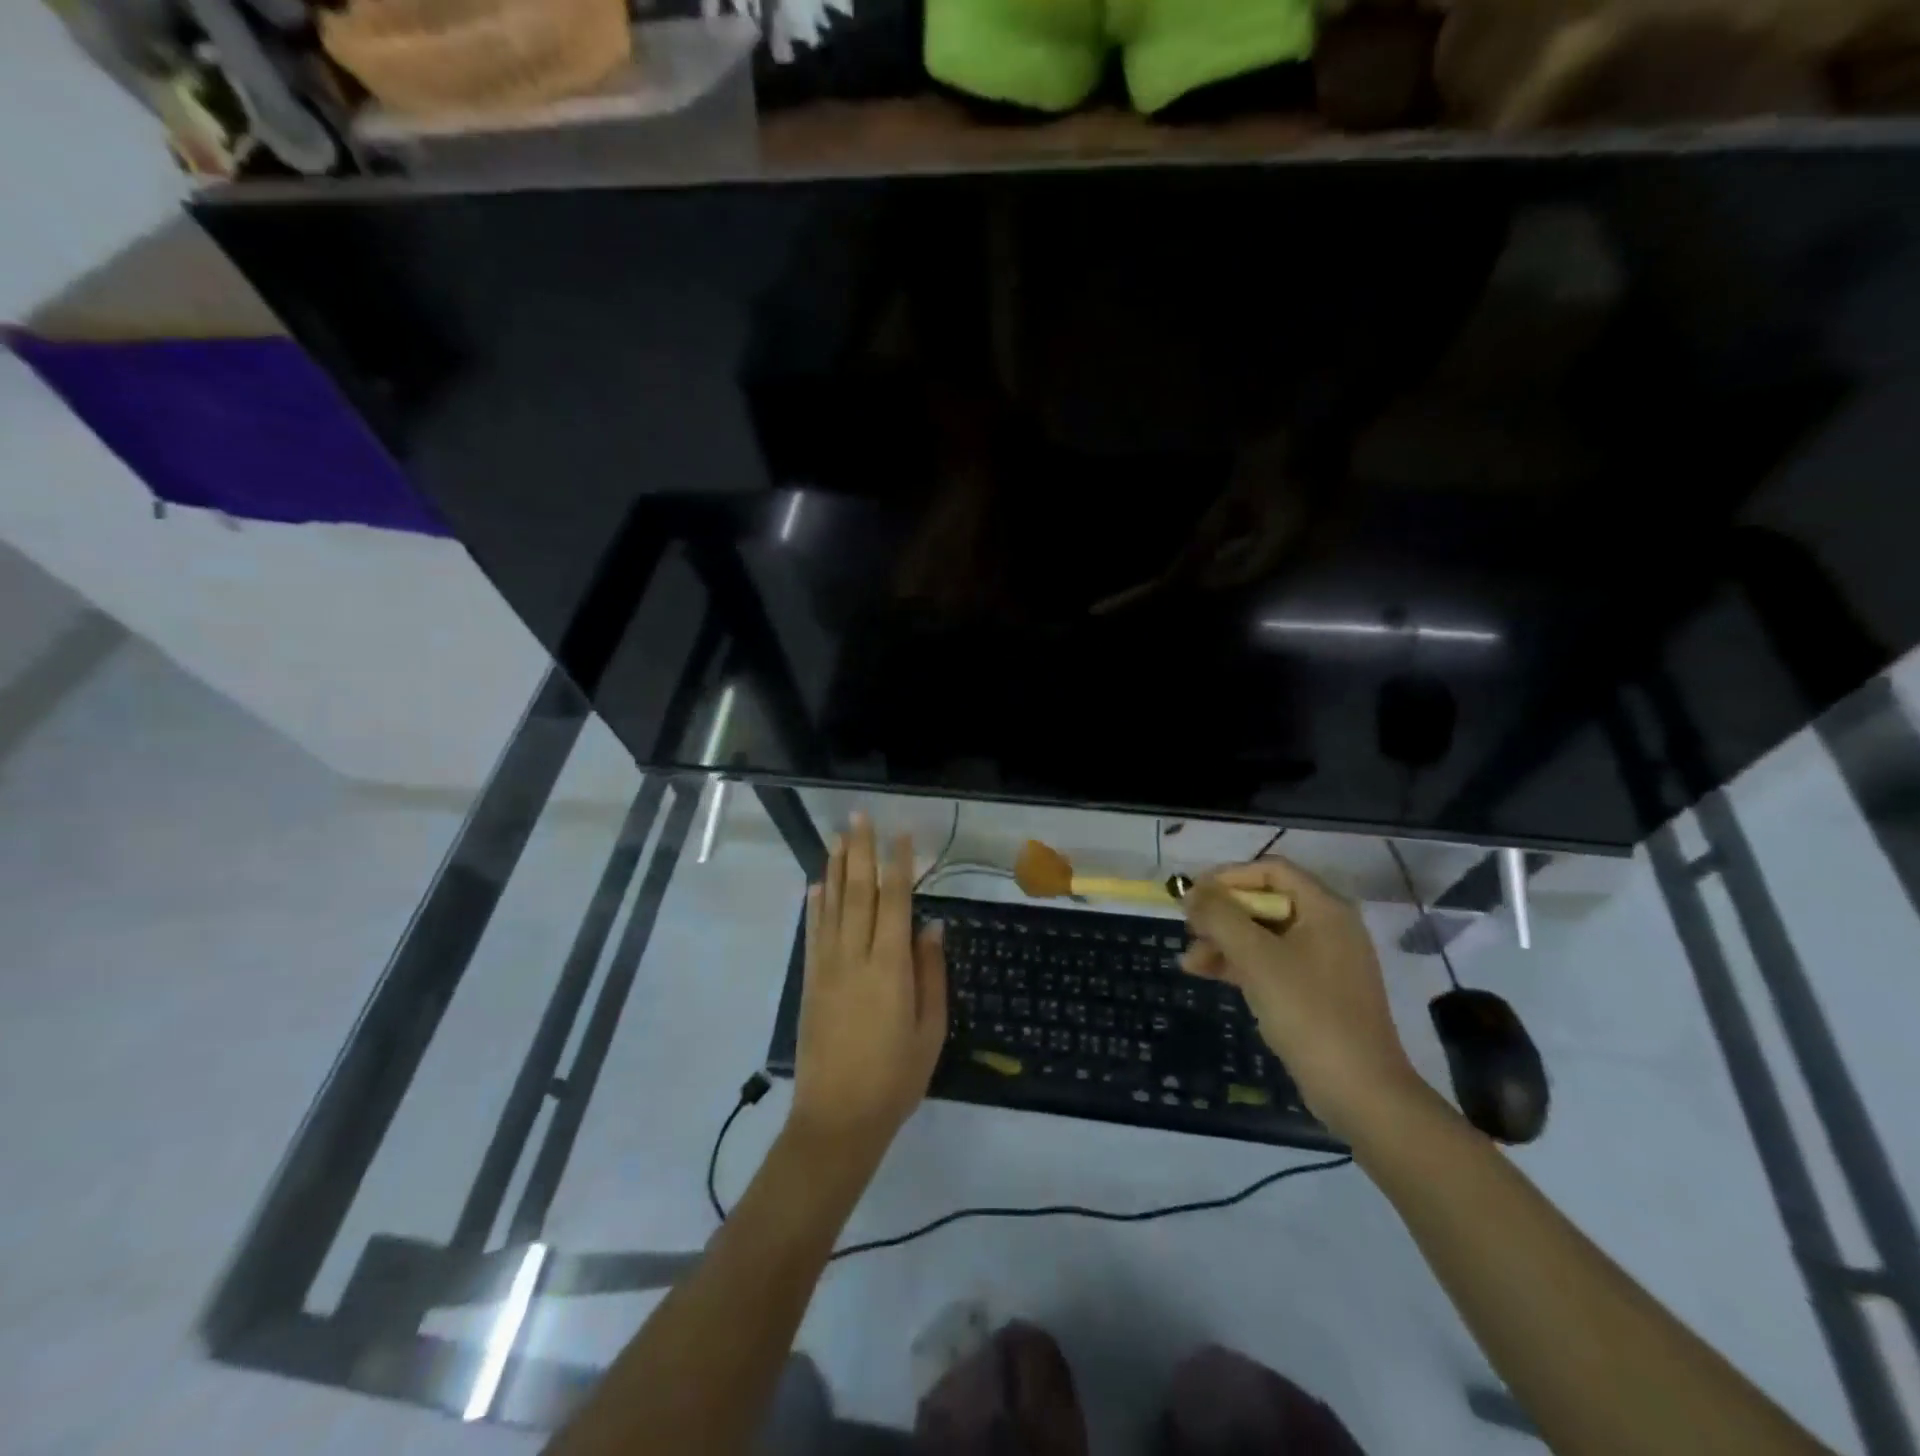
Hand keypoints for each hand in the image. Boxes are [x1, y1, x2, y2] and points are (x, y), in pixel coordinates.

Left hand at [789, 813, 947, 1159]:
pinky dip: (814, 905)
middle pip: (857, 892)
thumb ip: (932, 974)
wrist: (837, 1119)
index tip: (902, 835)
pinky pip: (813, 933)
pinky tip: (816, 885)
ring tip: (838, 837)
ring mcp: (827, 967)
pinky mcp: (810, 982)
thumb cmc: (896, 1077)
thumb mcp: (930, 1030)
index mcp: (890, 968)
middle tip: (859, 817)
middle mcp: (855, 957)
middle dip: (860, 852)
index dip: (898, 865)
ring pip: (831, 906)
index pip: (895, 902)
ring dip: (835, 868)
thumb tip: (933, 925)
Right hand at [1181, 856, 1421, 1139]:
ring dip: (1224, 942)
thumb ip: (1220, 917)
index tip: (1194, 897)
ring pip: (1263, 935)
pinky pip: (1271, 963)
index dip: (1228, 877)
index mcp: (1325, 909)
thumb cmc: (1308, 1013)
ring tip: (1189, 962)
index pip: (1270, 870)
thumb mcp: (1257, 958)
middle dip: (1221, 915)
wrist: (1360, 1092)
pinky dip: (1240, 964)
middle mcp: (1327, 927)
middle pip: (1264, 902)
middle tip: (1189, 931)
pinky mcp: (1315, 991)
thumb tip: (1191, 891)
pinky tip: (1209, 974)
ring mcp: (1323, 961)